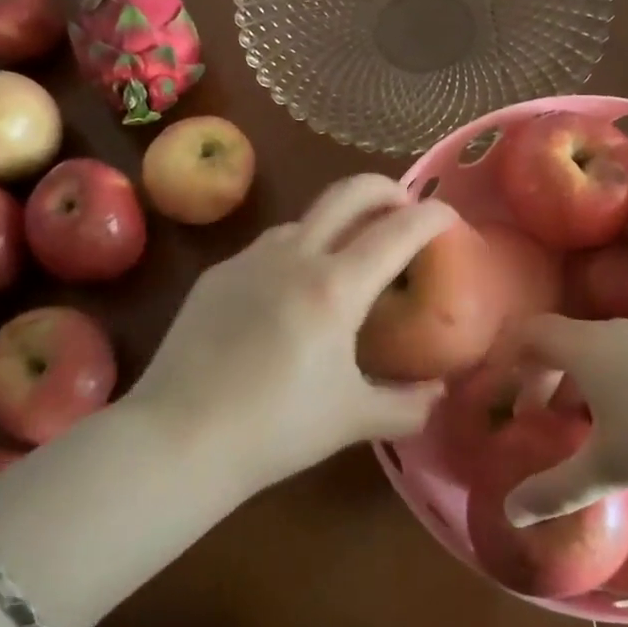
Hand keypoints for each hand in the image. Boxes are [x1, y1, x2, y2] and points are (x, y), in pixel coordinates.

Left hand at [126, 174, 455, 494]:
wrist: (178, 437)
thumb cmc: (275, 429)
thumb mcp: (352, 420)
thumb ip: (407, 406)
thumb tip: (437, 392)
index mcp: (335, 287)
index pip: (397, 231)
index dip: (431, 216)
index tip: (448, 215)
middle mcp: (295, 256)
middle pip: (349, 192)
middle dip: (386, 189)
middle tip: (404, 206)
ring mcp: (251, 258)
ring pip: (307, 217)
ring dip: (338, 221)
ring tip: (348, 255)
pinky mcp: (219, 273)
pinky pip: (270, 247)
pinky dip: (297, 251)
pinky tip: (290, 291)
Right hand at [505, 314, 627, 524]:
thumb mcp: (606, 467)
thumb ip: (555, 489)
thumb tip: (510, 512)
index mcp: (583, 347)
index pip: (529, 334)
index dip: (508, 359)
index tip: (499, 392)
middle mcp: (611, 330)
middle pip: (560, 340)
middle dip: (540, 374)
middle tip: (534, 414)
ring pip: (596, 348)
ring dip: (576, 378)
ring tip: (578, 420)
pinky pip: (626, 355)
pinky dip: (609, 379)